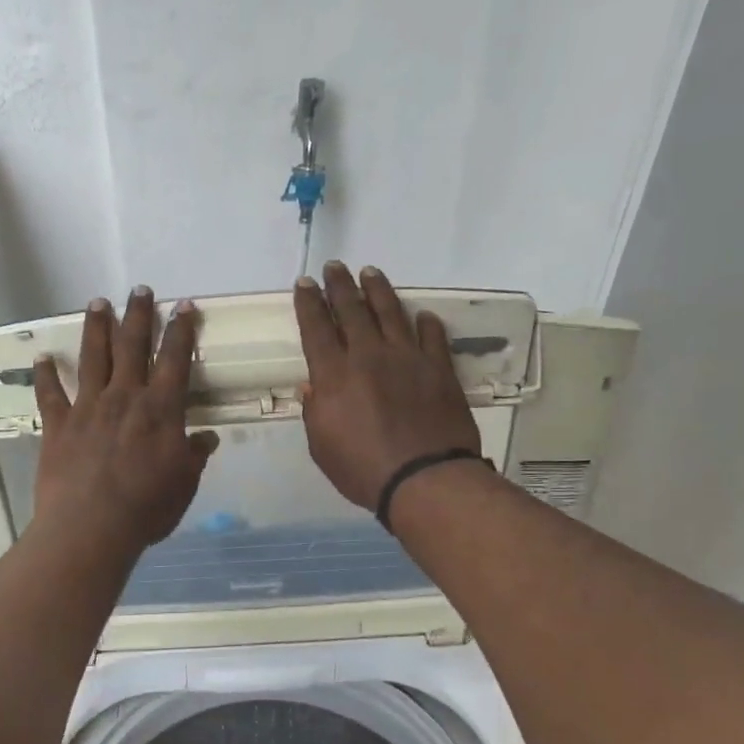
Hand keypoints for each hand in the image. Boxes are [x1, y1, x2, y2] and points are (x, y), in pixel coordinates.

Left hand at [33, 287, 219, 555]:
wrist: (91, 526)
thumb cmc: (146, 507)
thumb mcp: (184, 484)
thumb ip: (194, 456)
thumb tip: (207, 439)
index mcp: (160, 409)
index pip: (175, 360)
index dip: (181, 331)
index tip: (184, 306)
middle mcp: (124, 397)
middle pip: (133, 346)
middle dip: (138, 315)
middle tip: (139, 289)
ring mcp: (88, 407)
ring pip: (94, 357)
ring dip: (97, 328)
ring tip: (98, 303)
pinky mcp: (58, 424)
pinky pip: (50, 394)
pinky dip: (45, 375)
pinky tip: (42, 358)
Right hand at [294, 263, 481, 511]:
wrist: (424, 477)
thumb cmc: (362, 469)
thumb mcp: (321, 446)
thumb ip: (315, 411)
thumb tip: (313, 385)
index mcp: (334, 374)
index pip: (317, 328)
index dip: (309, 303)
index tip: (304, 283)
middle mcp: (368, 355)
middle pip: (352, 310)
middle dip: (339, 285)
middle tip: (334, 266)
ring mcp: (407, 358)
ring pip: (391, 313)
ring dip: (378, 290)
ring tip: (370, 272)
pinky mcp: (438, 368)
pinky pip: (432, 337)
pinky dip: (426, 324)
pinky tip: (422, 315)